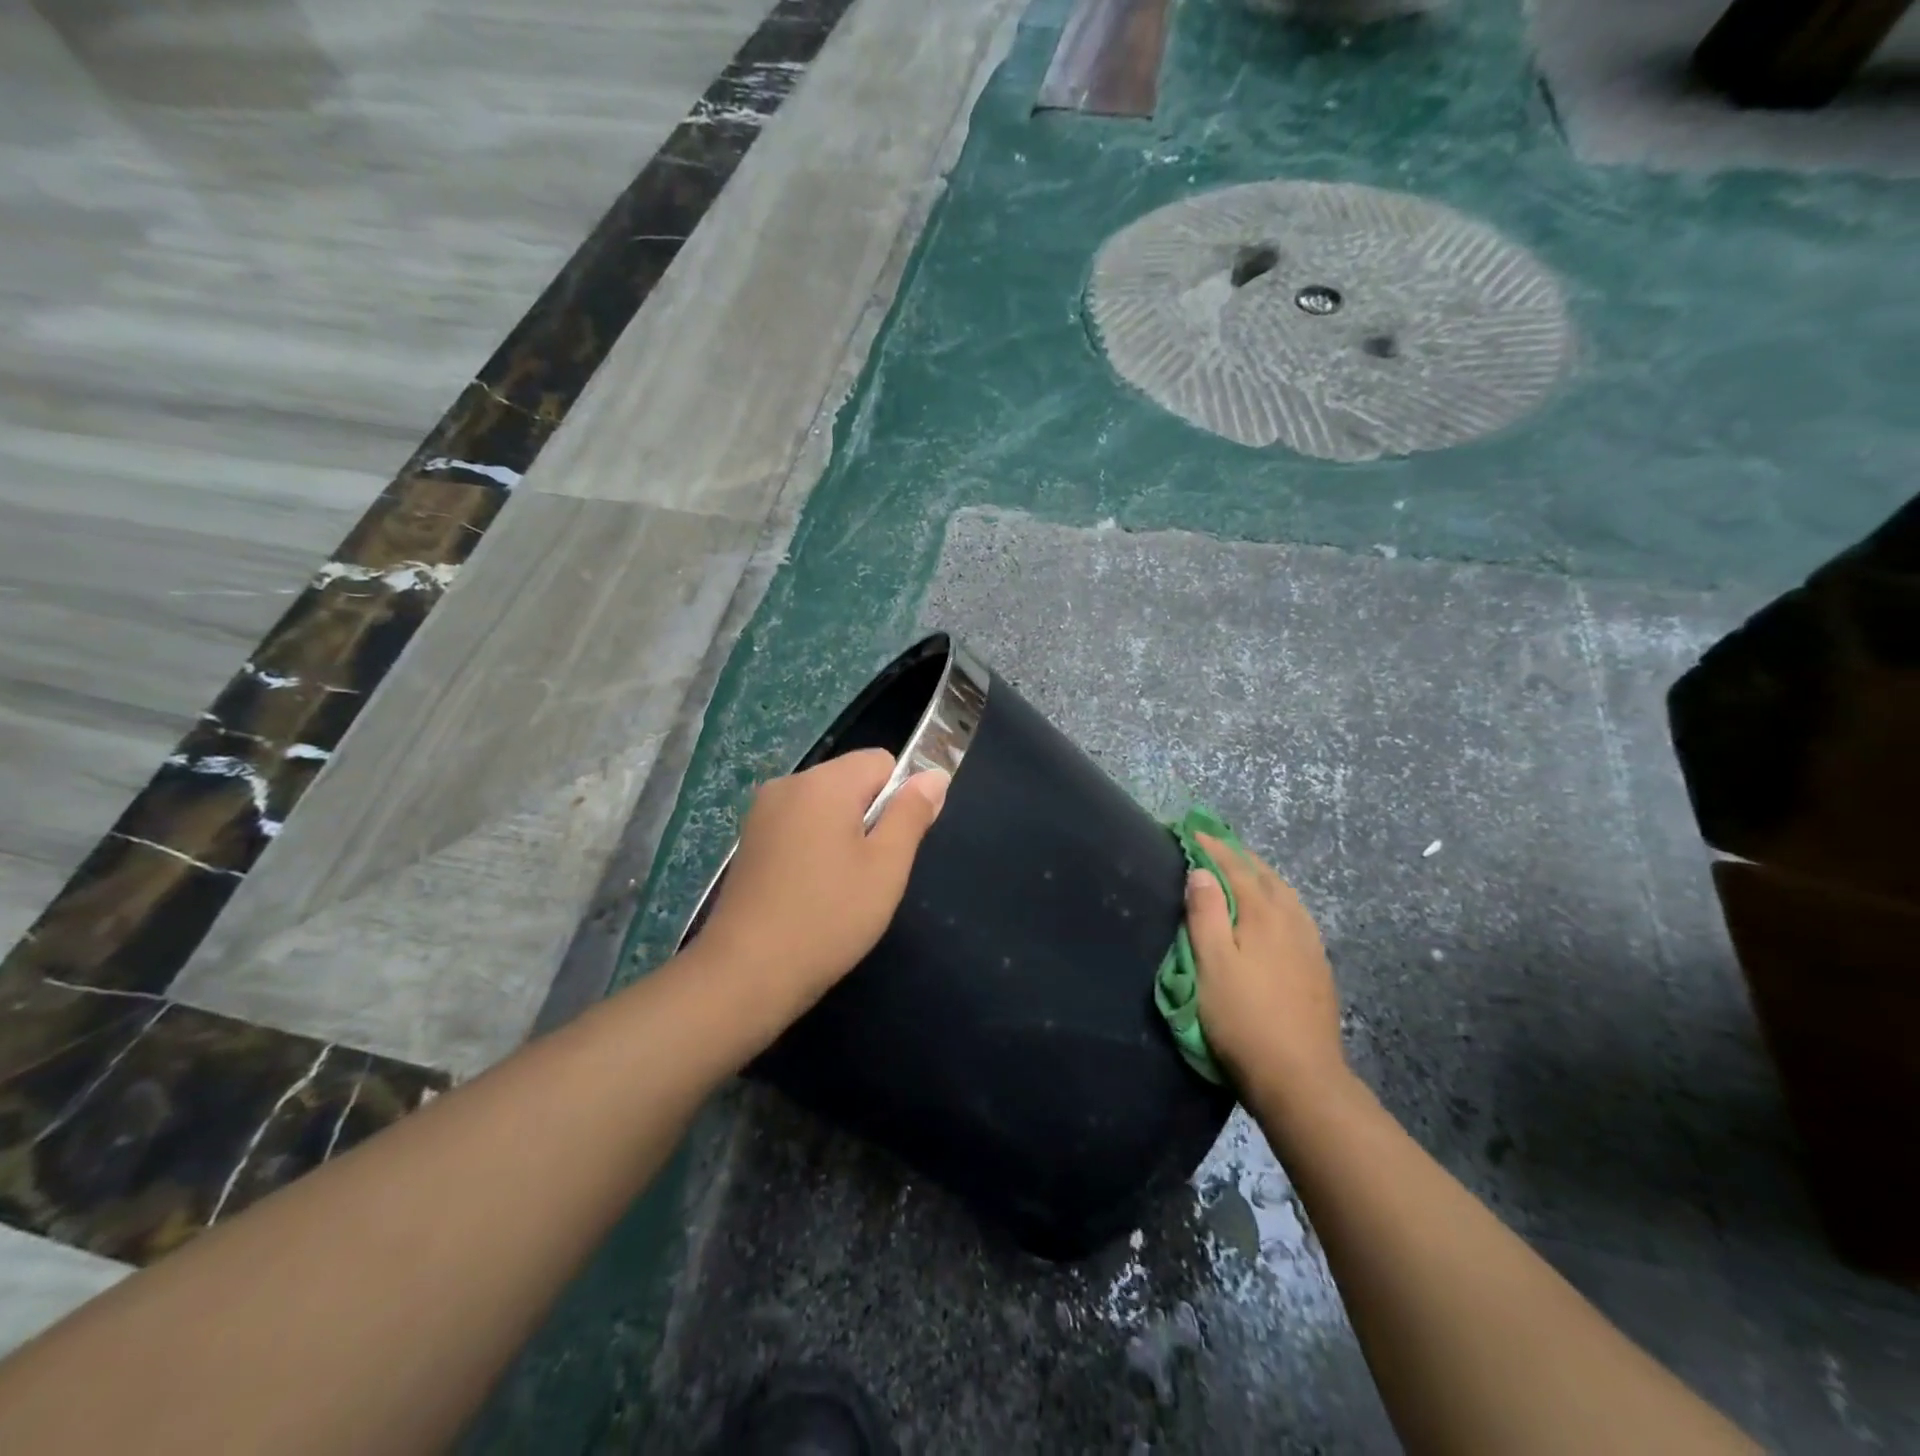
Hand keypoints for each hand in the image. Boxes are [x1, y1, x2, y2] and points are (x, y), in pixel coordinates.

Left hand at [692, 749, 948, 1017]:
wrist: (746, 973)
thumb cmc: (828, 916)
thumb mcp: (887, 866)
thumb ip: (912, 813)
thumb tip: (934, 774)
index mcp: (824, 782)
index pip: (882, 761)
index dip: (899, 799)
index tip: (892, 845)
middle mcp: (788, 784)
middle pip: (851, 781)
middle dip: (870, 817)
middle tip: (870, 873)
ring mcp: (762, 813)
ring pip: (825, 807)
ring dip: (842, 835)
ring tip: (840, 887)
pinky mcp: (749, 841)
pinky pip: (798, 827)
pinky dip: (814, 848)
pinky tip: (811, 892)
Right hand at [1185, 834, 1347, 1106]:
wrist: (1300, 1077)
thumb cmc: (1243, 1017)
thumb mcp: (1211, 963)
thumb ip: (1206, 913)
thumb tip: (1201, 872)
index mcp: (1264, 913)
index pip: (1236, 867)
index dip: (1212, 847)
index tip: (1191, 832)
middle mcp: (1292, 920)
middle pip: (1265, 875)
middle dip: (1239, 857)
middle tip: (1214, 845)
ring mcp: (1310, 944)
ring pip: (1285, 895)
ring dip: (1261, 876)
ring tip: (1241, 871)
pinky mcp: (1318, 967)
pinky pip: (1295, 915)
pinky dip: (1277, 899)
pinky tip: (1273, 913)